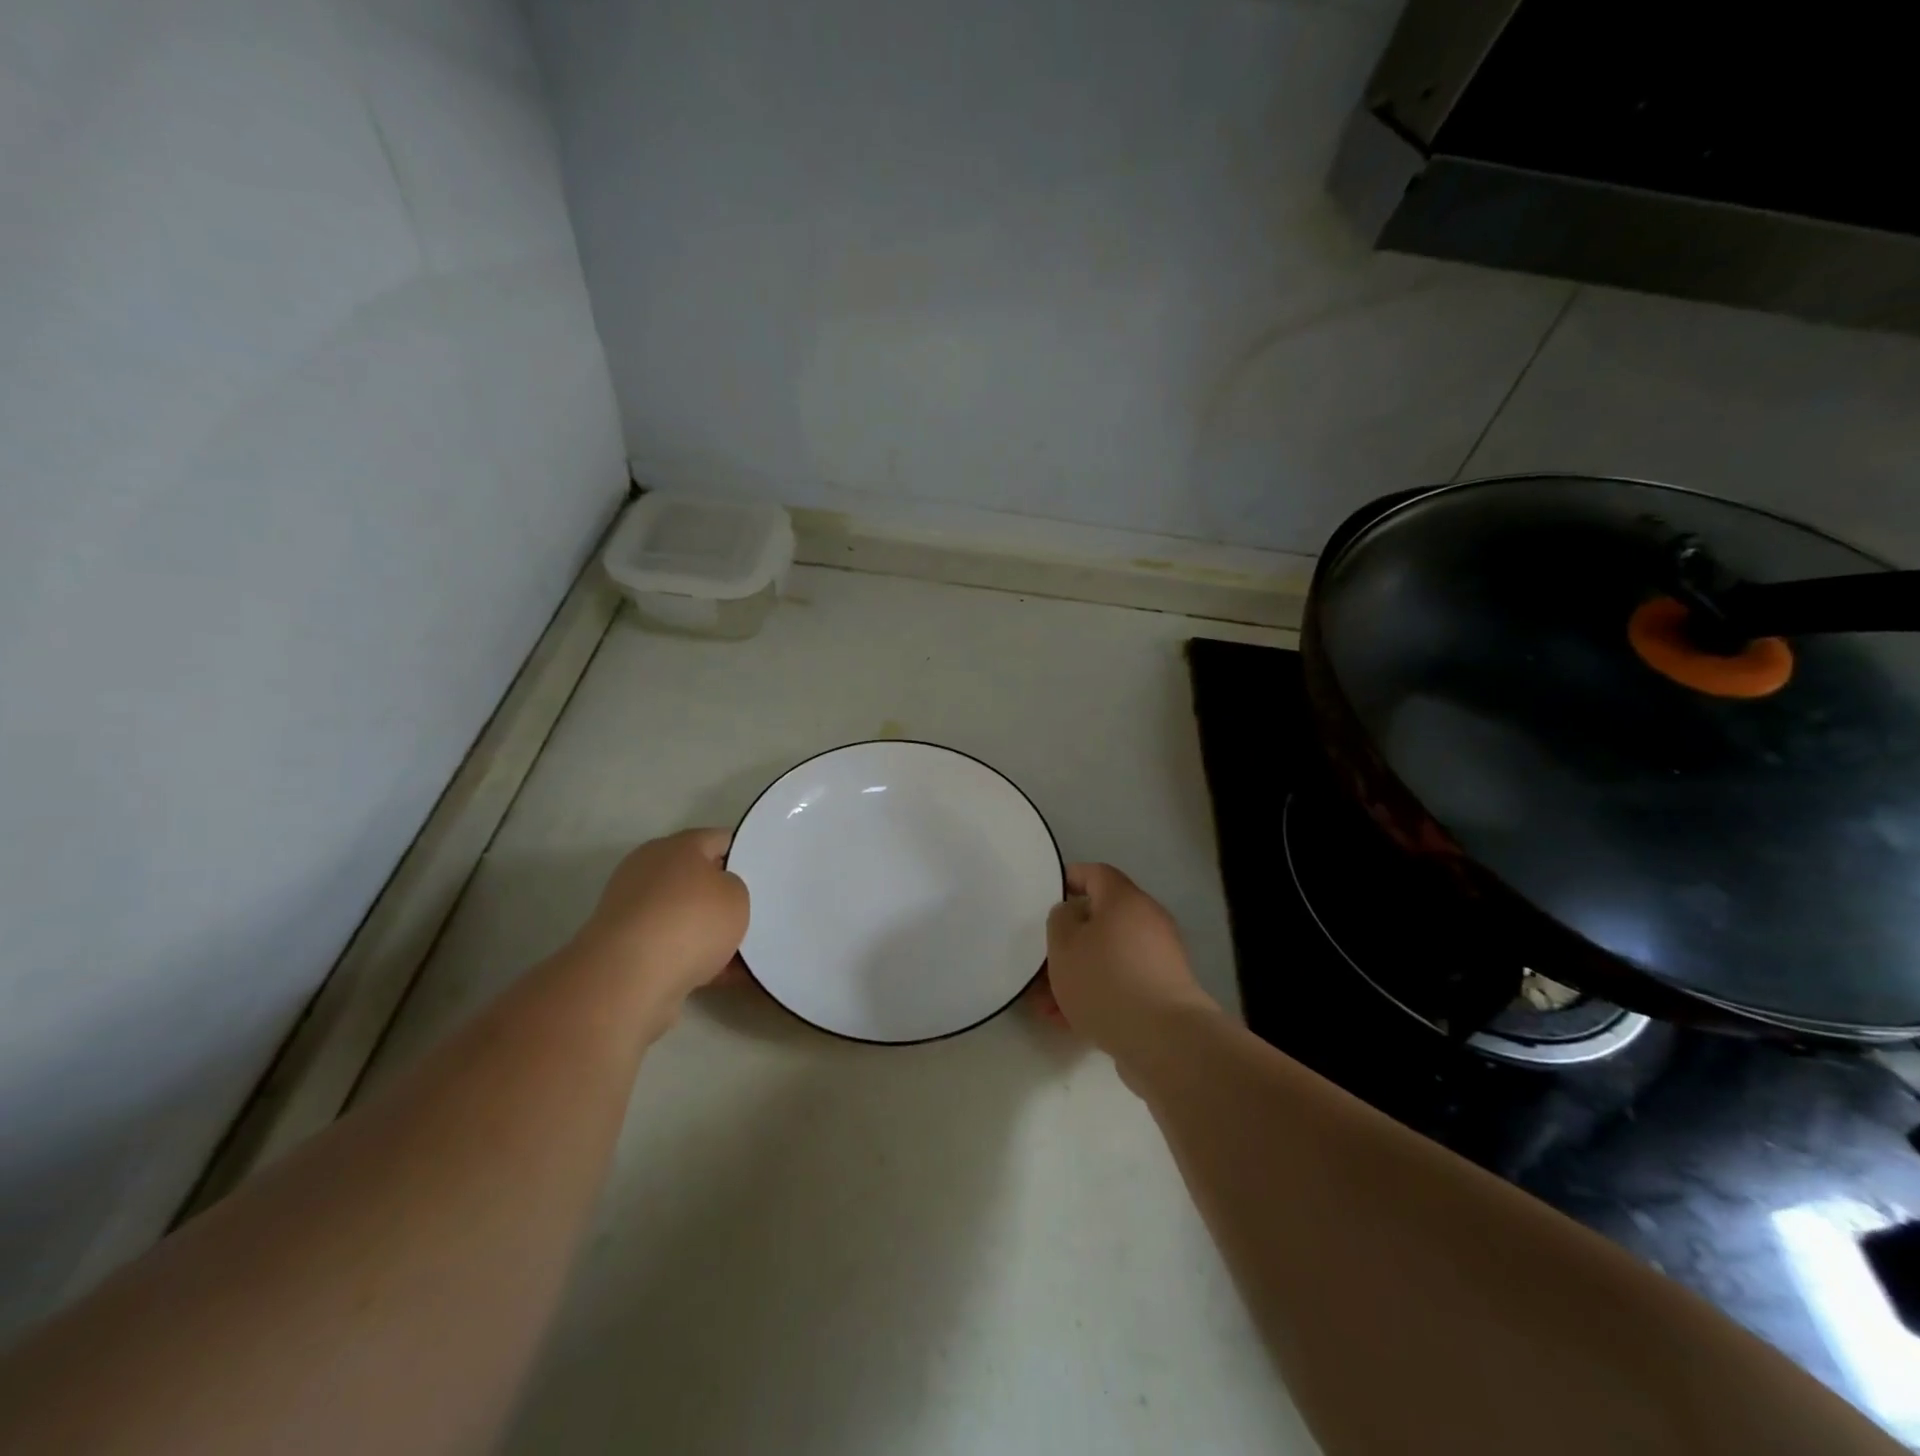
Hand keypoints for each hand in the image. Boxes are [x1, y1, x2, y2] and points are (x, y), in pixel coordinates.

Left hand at [569, 829, 748, 1005]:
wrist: (629, 979)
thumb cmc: (691, 922)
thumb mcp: (737, 895)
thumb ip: (736, 887)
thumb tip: (720, 894)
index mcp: (677, 846)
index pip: (720, 840)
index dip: (746, 854)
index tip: (766, 874)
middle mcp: (650, 870)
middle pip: (699, 879)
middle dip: (726, 897)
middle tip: (757, 913)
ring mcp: (634, 910)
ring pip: (686, 916)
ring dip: (710, 933)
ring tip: (745, 953)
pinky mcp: (626, 947)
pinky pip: (673, 947)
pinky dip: (695, 959)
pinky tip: (724, 976)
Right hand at [1042, 863, 1218, 1063]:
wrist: (1164, 1040)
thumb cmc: (1106, 980)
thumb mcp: (1064, 944)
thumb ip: (1060, 920)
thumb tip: (1074, 913)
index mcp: (1125, 900)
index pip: (1095, 873)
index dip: (1069, 879)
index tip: (1046, 896)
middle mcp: (1147, 922)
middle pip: (1100, 920)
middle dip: (1067, 941)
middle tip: (1040, 960)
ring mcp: (1158, 960)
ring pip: (1106, 957)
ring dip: (1076, 973)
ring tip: (1045, 1002)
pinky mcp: (1162, 994)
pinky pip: (1120, 984)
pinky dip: (1096, 994)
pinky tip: (1067, 1020)